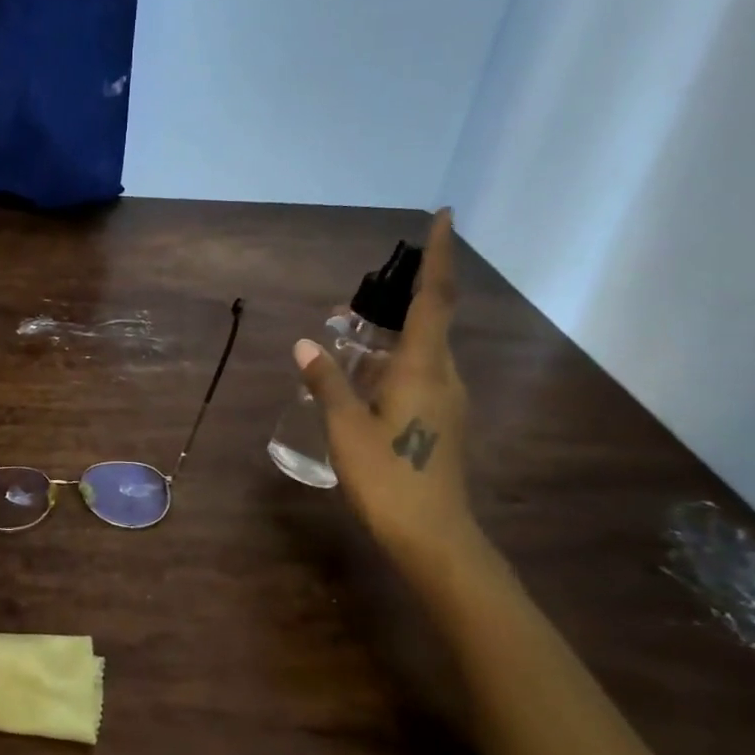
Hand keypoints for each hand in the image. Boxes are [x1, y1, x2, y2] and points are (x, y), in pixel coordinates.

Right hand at [296, 208, 482, 571]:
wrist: (435, 538)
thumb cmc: (389, 478)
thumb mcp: (346, 428)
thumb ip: (327, 382)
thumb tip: (306, 345)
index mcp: (425, 369)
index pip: (436, 298)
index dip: (439, 256)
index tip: (444, 216)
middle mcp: (445, 376)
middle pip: (429, 321)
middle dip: (400, 298)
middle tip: (357, 299)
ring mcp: (447, 401)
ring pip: (422, 351)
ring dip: (391, 334)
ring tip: (348, 335)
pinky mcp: (442, 422)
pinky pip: (419, 374)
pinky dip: (392, 362)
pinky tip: (361, 379)